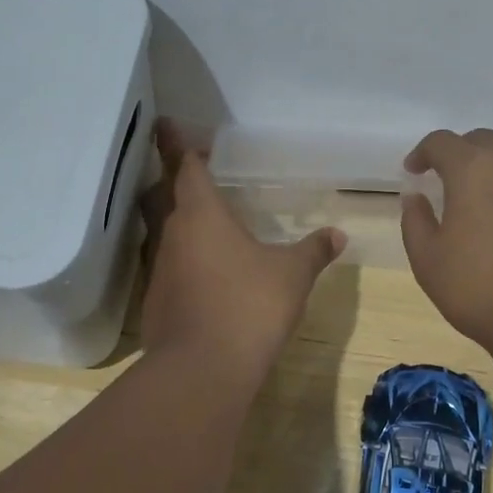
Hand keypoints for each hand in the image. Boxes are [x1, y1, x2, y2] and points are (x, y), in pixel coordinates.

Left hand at [139, 120, 342, 377]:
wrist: (203, 369)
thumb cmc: (249, 306)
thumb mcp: (292, 275)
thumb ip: (313, 251)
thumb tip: (338, 234)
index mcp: (201, 214)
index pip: (184, 166)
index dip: (177, 144)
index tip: (168, 124)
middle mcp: (171, 234)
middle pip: (159, 194)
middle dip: (167, 177)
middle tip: (180, 167)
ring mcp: (158, 269)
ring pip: (158, 231)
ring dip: (169, 218)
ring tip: (192, 218)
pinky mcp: (154, 301)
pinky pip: (163, 265)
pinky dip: (176, 257)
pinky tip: (196, 270)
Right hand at [400, 129, 492, 366]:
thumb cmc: (483, 292)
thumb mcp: (428, 263)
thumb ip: (415, 221)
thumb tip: (416, 196)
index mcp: (471, 168)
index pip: (440, 142)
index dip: (423, 154)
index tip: (416, 172)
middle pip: (483, 141)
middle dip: (464, 157)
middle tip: (455, 186)